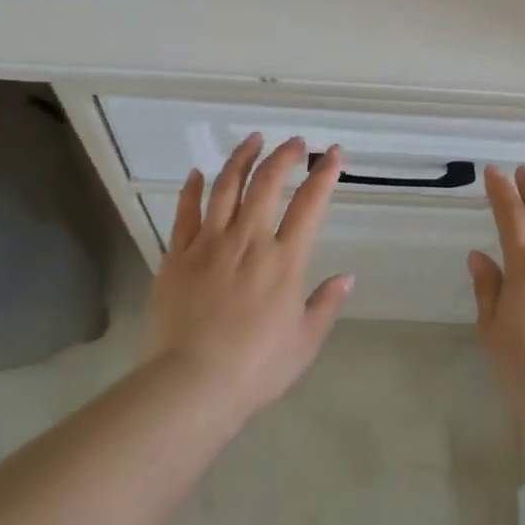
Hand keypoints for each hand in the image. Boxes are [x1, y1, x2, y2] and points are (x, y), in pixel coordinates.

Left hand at [144, 135, 350, 422]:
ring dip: (242, 158)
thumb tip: (347, 277)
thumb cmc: (256, 368)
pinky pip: (185, 213)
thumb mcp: (305, 342)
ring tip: (253, 140)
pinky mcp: (177, 256)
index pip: (310, 204)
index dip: (324, 174)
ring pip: (226, 187)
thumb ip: (326, 304)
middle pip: (267, 183)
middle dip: (284, 156)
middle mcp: (248, 241)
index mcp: (284, 260)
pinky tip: (197, 173)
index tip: (333, 153)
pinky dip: (192, 188)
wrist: (191, 384)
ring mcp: (209, 244)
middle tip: (294, 142)